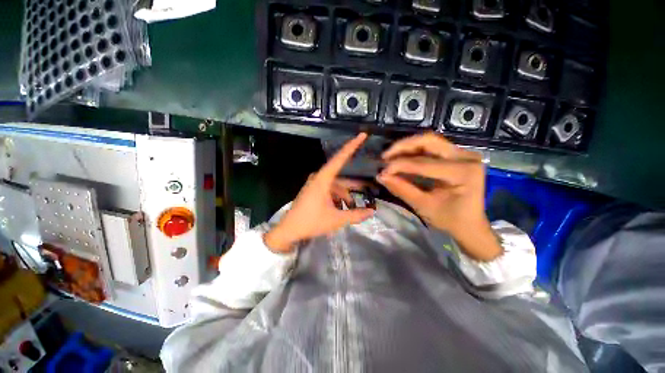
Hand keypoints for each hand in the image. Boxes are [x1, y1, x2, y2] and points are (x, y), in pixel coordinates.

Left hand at [264, 133, 374, 252]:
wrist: (289, 231)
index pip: (340, 158)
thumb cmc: (311, 222)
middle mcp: (318, 178)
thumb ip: (355, 215)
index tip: (362, 135)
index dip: (352, 146)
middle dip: (353, 186)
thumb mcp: (336, 219)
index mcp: (323, 179)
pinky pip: (329, 190)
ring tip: (352, 209)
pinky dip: (336, 198)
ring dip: (344, 196)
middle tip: (367, 189)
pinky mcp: (312, 191)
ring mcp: (314, 184)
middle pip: (341, 178)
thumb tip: (372, 211)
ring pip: (335, 186)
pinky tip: (340, 209)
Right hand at [377, 133, 501, 260]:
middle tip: (385, 157)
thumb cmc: (450, 219)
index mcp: (463, 172)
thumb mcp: (423, 206)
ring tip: (390, 157)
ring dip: (407, 147)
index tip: (382, 172)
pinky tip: (401, 158)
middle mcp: (466, 157)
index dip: (400, 165)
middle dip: (403, 147)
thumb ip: (402, 189)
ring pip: (429, 141)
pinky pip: (432, 147)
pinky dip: (414, 151)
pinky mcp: (457, 155)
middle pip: (429, 141)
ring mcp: (463, 154)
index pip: (424, 163)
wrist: (470, 224)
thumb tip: (381, 176)